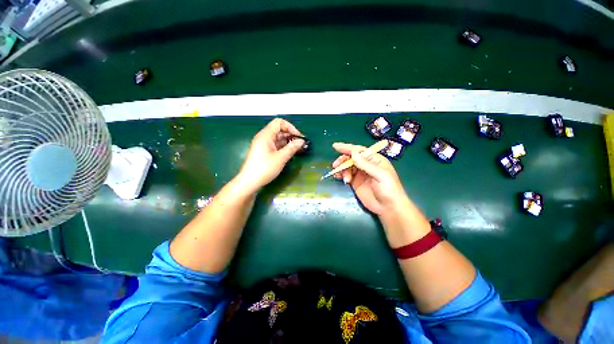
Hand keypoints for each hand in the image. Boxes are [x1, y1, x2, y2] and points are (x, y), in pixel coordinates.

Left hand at [237, 118, 305, 192]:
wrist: (249, 182)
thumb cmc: (264, 168)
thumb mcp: (281, 157)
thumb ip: (292, 147)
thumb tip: (301, 141)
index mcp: (266, 135)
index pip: (279, 123)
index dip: (290, 127)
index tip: (299, 137)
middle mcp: (264, 137)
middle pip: (279, 130)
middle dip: (291, 135)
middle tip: (301, 144)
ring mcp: (263, 145)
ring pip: (278, 138)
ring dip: (288, 142)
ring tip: (298, 149)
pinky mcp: (264, 152)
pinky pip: (276, 145)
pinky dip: (283, 147)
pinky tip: (290, 153)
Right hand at [331, 143, 408, 214]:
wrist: (388, 208)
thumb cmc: (389, 189)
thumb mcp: (380, 175)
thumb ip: (366, 164)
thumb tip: (353, 153)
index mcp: (374, 159)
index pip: (359, 151)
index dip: (347, 148)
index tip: (335, 146)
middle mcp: (366, 165)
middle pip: (351, 158)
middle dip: (343, 160)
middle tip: (336, 166)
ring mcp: (360, 174)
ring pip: (347, 166)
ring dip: (342, 170)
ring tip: (344, 179)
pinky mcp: (355, 182)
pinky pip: (346, 175)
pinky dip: (341, 175)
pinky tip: (340, 178)